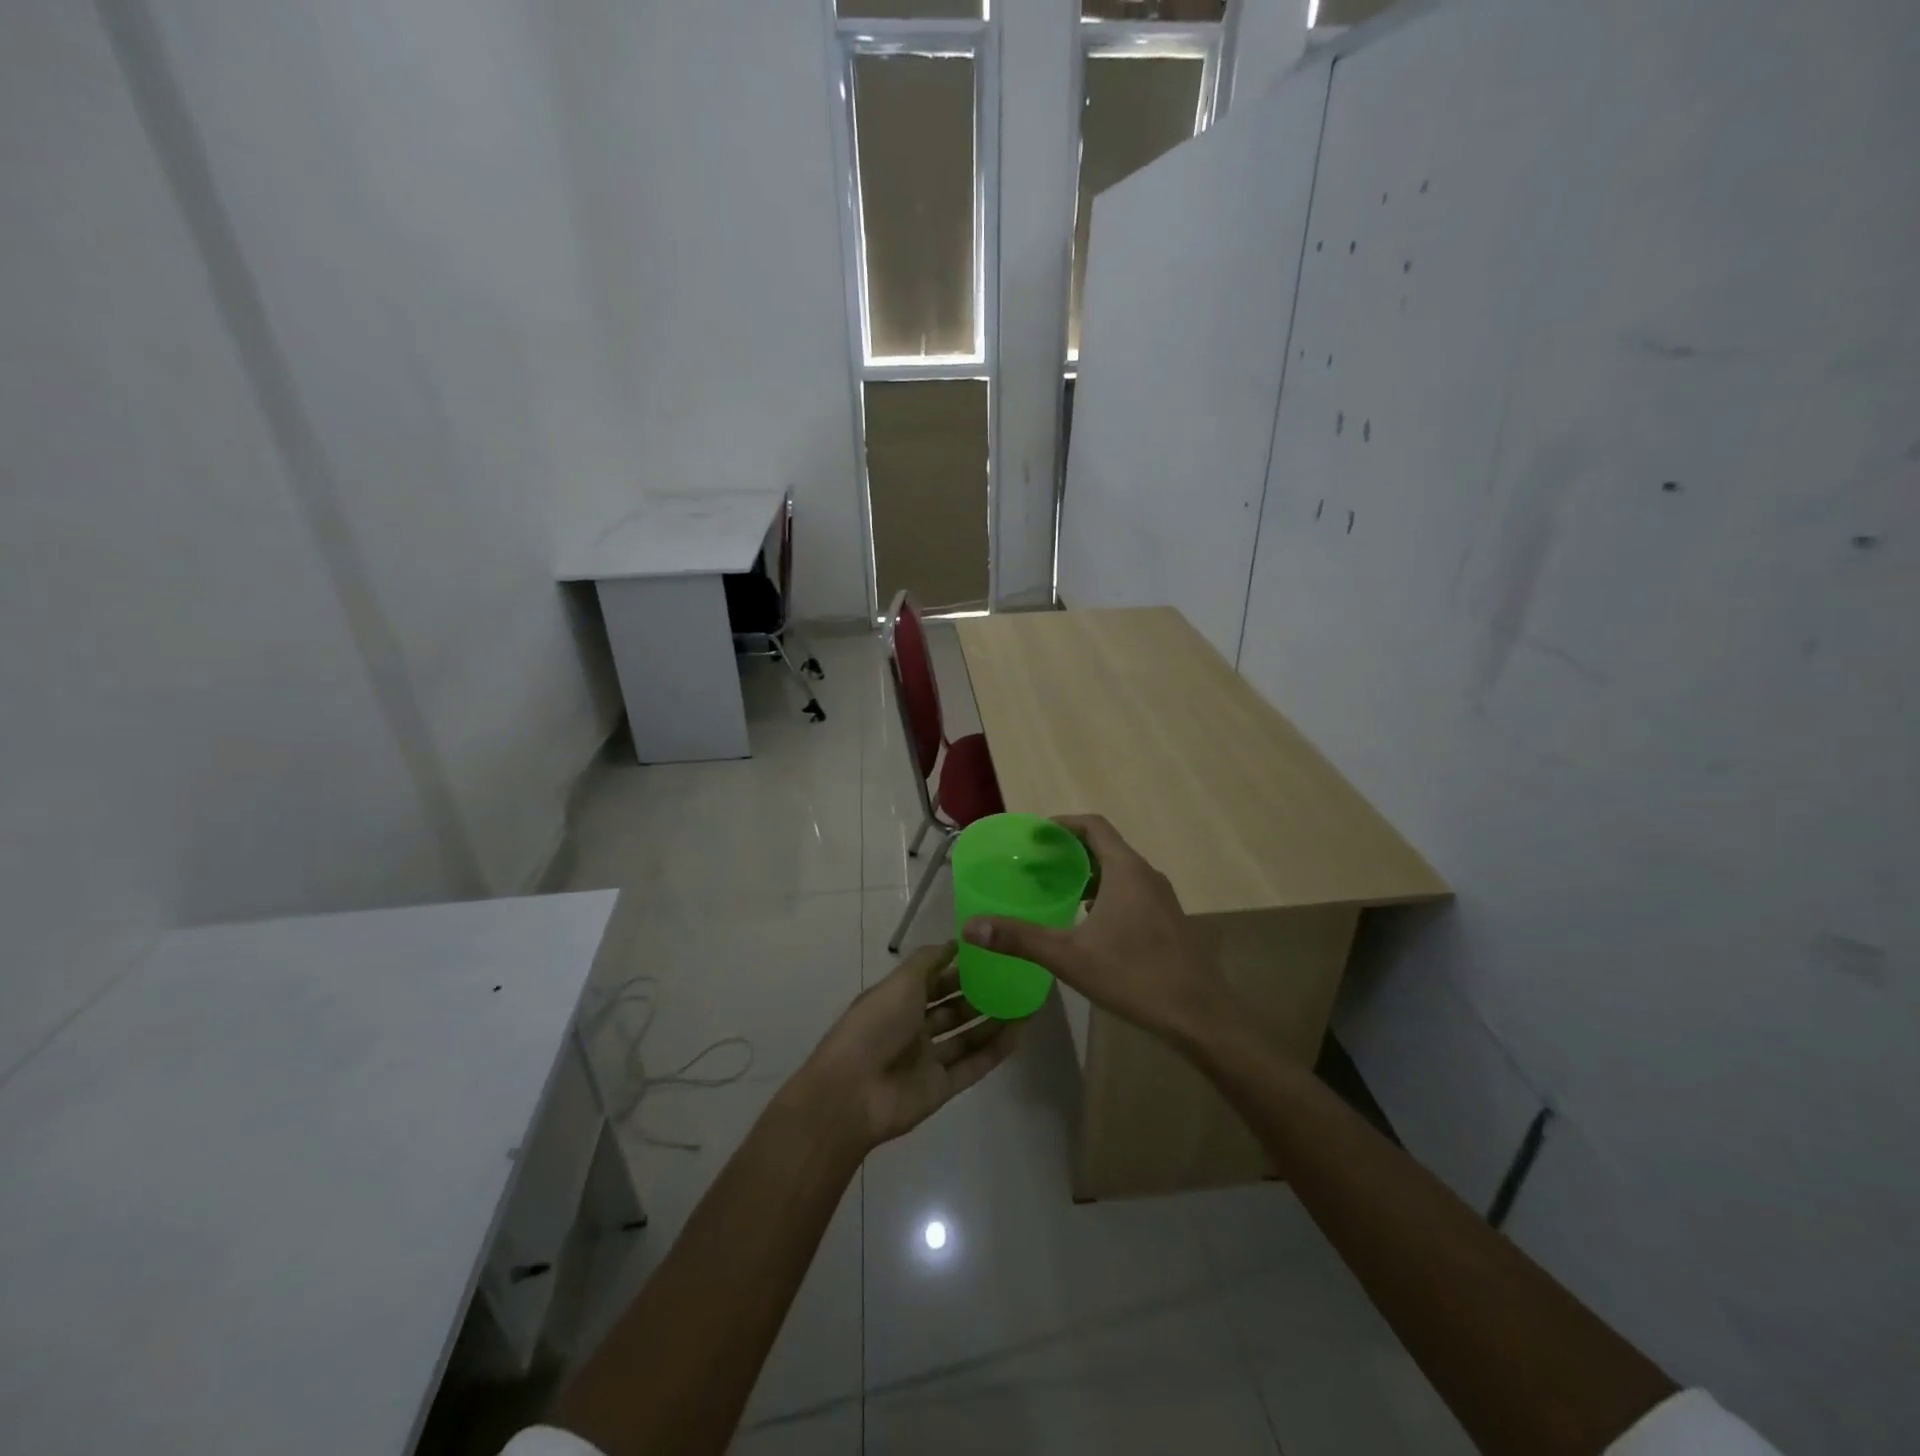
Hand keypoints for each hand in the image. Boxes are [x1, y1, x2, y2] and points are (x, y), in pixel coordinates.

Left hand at [799, 943, 1018, 1149]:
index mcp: (898, 1000)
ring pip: (967, 1036)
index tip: (991, 955)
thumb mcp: (901, 981)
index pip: (934, 980)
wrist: (853, 1092)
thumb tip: (955, 942)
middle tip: (1015, 979)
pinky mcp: (942, 1087)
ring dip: (993, 1021)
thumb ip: (929, 960)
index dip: (959, 968)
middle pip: (952, 1008)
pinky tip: (1021, 1032)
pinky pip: (974, 1064)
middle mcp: (913, 1027)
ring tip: (1025, 1003)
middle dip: (980, 994)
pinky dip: (996, 1050)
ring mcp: (928, 1059)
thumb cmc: (875, 1026)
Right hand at [961, 814, 1233, 1049]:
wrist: (1199, 1015)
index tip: (1033, 836)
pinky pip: (1130, 891)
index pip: (1093, 826)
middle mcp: (1146, 874)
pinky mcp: (1168, 920)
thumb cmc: (1135, 976)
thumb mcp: (1069, 957)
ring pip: (1118, 871)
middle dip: (1068, 851)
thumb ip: (1020, 938)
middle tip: (1034, 865)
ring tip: (1054, 890)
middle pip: (1104, 846)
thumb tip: (970, 927)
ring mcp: (1161, 898)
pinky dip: (1104, 893)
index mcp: (1126, 870)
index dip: (1061, 824)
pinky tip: (1086, 922)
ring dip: (1087, 873)